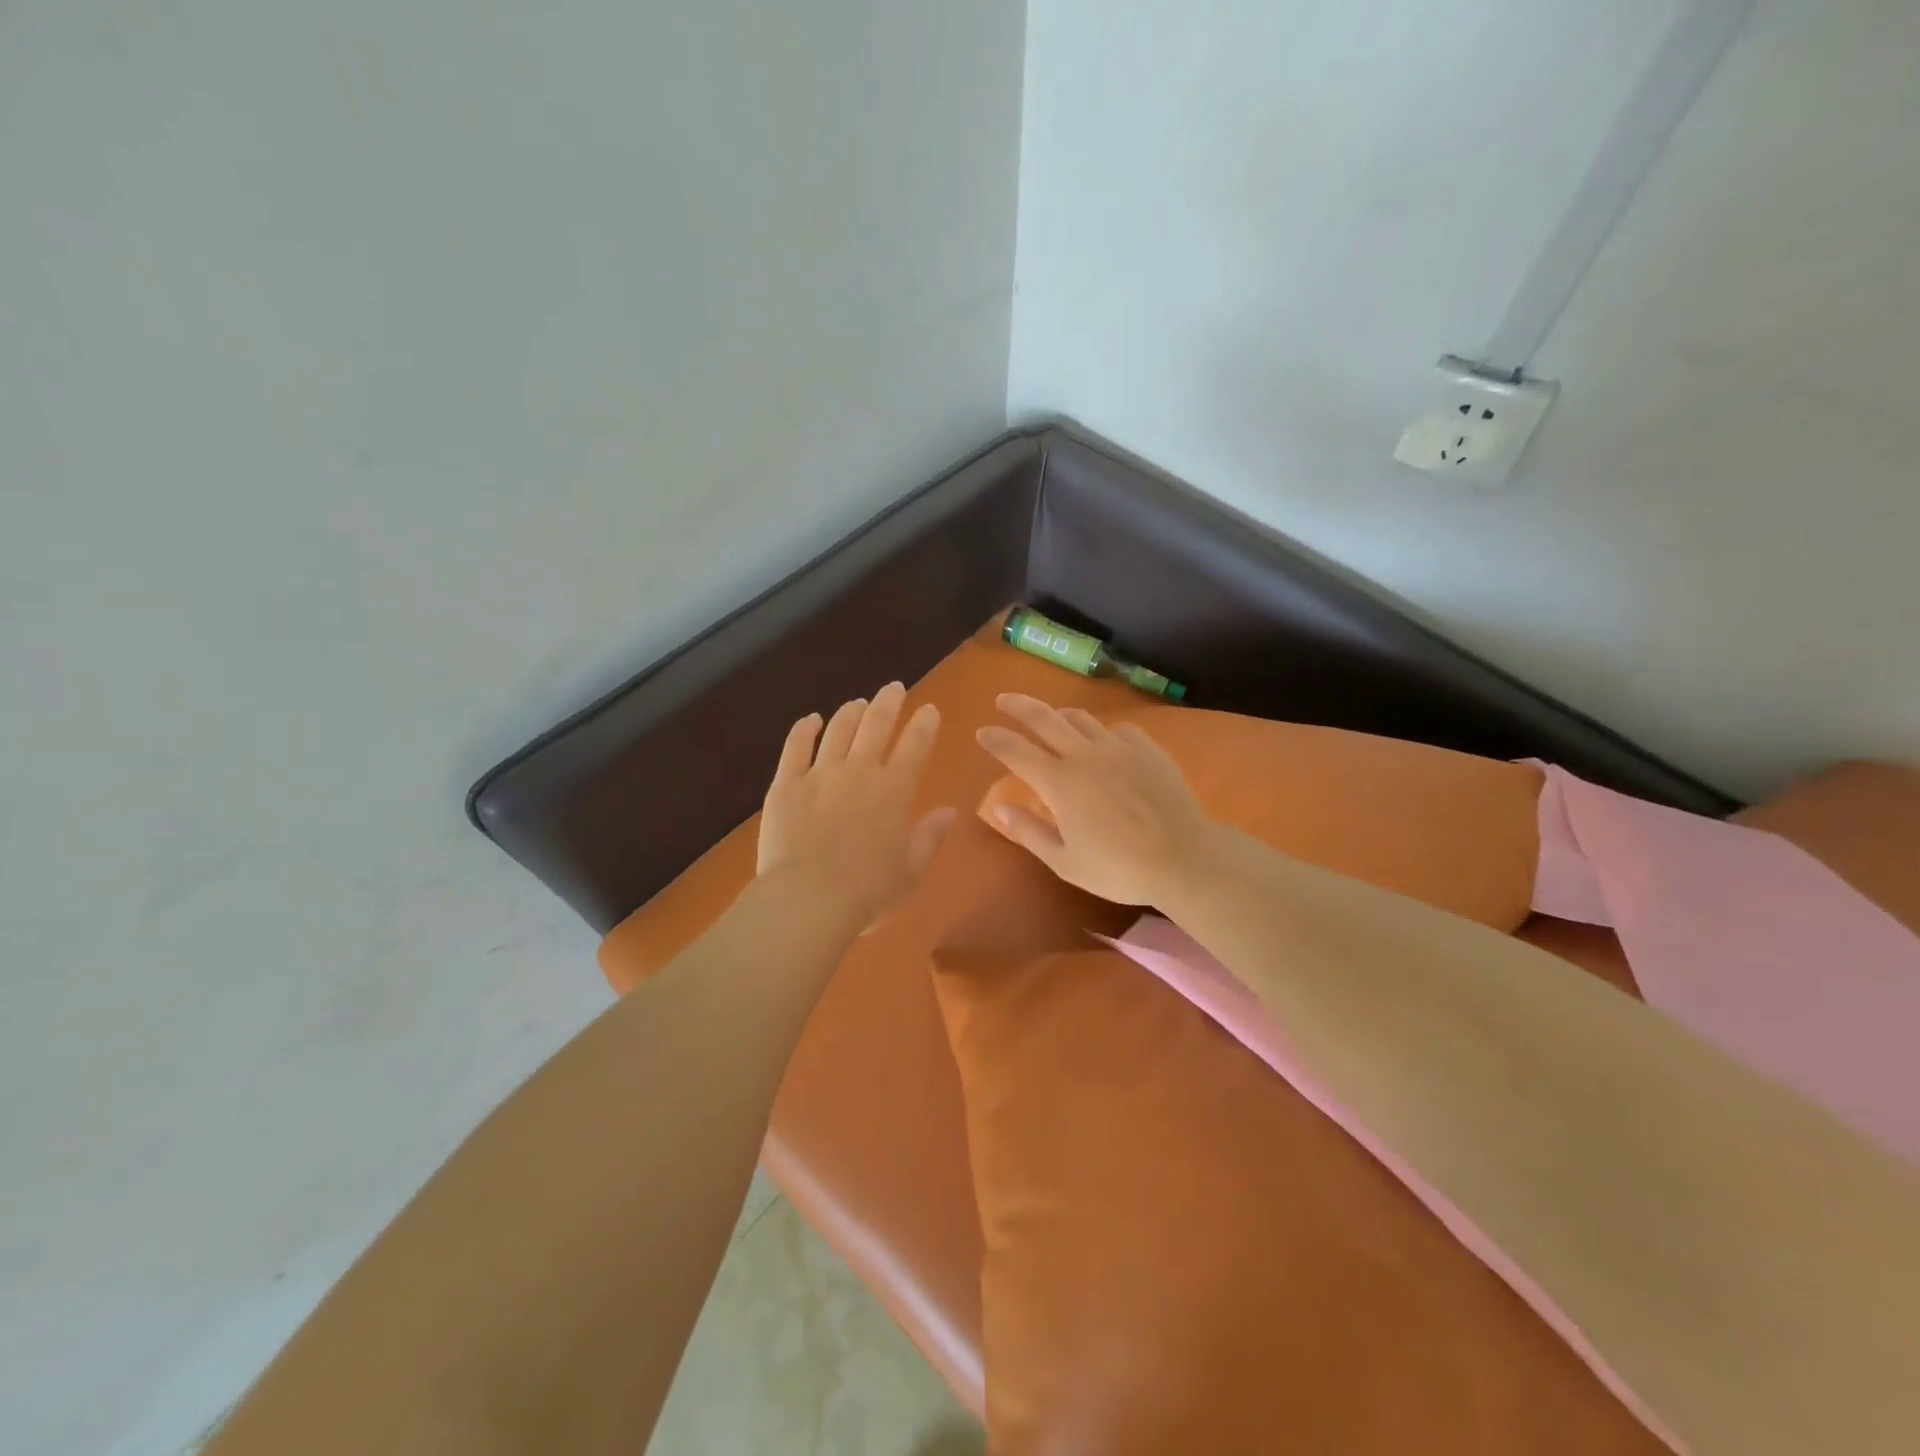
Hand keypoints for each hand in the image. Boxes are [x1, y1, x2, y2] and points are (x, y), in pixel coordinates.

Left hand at [757, 682, 956, 929]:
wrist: (809, 899)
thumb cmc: (868, 891)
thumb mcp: (911, 869)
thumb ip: (930, 836)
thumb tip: (950, 812)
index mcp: (894, 790)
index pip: (915, 746)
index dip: (924, 725)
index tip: (928, 710)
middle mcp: (860, 771)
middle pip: (876, 725)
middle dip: (888, 702)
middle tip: (894, 688)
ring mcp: (820, 774)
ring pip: (838, 729)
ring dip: (851, 712)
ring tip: (858, 703)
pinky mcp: (786, 784)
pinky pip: (796, 747)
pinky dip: (805, 729)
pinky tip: (811, 720)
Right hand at [975, 694, 1218, 906]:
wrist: (1183, 858)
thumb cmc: (1119, 868)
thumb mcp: (1065, 862)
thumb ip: (1029, 832)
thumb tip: (998, 808)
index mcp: (1059, 782)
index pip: (1016, 751)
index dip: (995, 739)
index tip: (982, 732)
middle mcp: (1084, 755)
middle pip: (1044, 718)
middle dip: (1018, 706)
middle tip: (1003, 700)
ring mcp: (1118, 747)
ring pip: (1081, 718)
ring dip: (1059, 715)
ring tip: (1052, 718)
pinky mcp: (1146, 749)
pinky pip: (1118, 730)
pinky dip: (1103, 733)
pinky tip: (1105, 744)